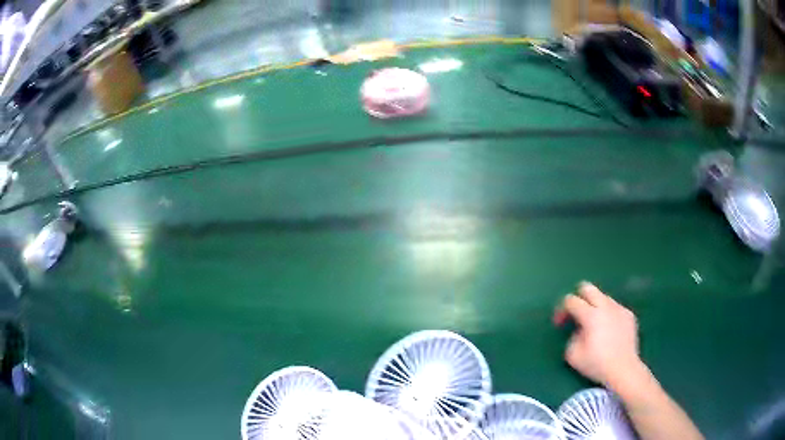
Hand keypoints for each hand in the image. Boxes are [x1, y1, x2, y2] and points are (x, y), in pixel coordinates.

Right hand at [554, 282, 644, 388]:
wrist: (624, 369)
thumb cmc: (596, 364)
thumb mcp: (572, 355)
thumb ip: (572, 336)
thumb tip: (579, 329)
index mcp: (591, 315)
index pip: (571, 300)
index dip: (562, 309)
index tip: (560, 323)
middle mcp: (606, 306)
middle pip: (588, 288)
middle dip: (578, 297)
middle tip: (576, 314)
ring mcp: (619, 308)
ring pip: (602, 297)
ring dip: (594, 306)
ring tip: (594, 325)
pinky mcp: (629, 314)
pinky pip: (614, 307)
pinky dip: (608, 314)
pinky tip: (609, 331)